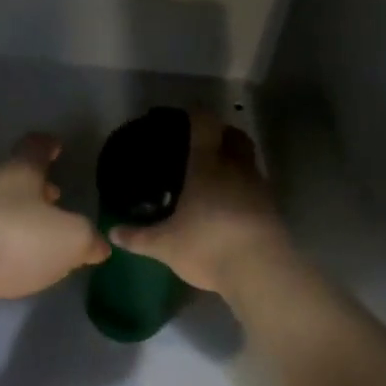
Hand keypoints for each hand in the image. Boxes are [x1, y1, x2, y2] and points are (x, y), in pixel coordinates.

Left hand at [0, 133, 109, 306]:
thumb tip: (98, 245)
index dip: (48, 145)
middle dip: (36, 188)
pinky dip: (0, 241)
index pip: (35, 147)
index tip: (57, 145)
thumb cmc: (14, 238)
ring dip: (17, 216)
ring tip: (37, 237)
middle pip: (15, 178)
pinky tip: (9, 261)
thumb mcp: (70, 239)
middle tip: (56, 198)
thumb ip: (88, 240)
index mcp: (20, 172)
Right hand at [109, 111, 289, 295]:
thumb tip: (113, 233)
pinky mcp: (273, 209)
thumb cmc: (207, 245)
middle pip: (235, 137)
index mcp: (207, 165)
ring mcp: (259, 187)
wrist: (260, 272)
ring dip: (236, 161)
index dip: (197, 114)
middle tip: (204, 142)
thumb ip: (139, 237)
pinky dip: (245, 188)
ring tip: (216, 176)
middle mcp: (236, 168)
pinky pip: (257, 187)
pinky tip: (231, 204)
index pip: (205, 125)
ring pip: (249, 161)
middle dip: (222, 133)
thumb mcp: (165, 245)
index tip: (186, 114)